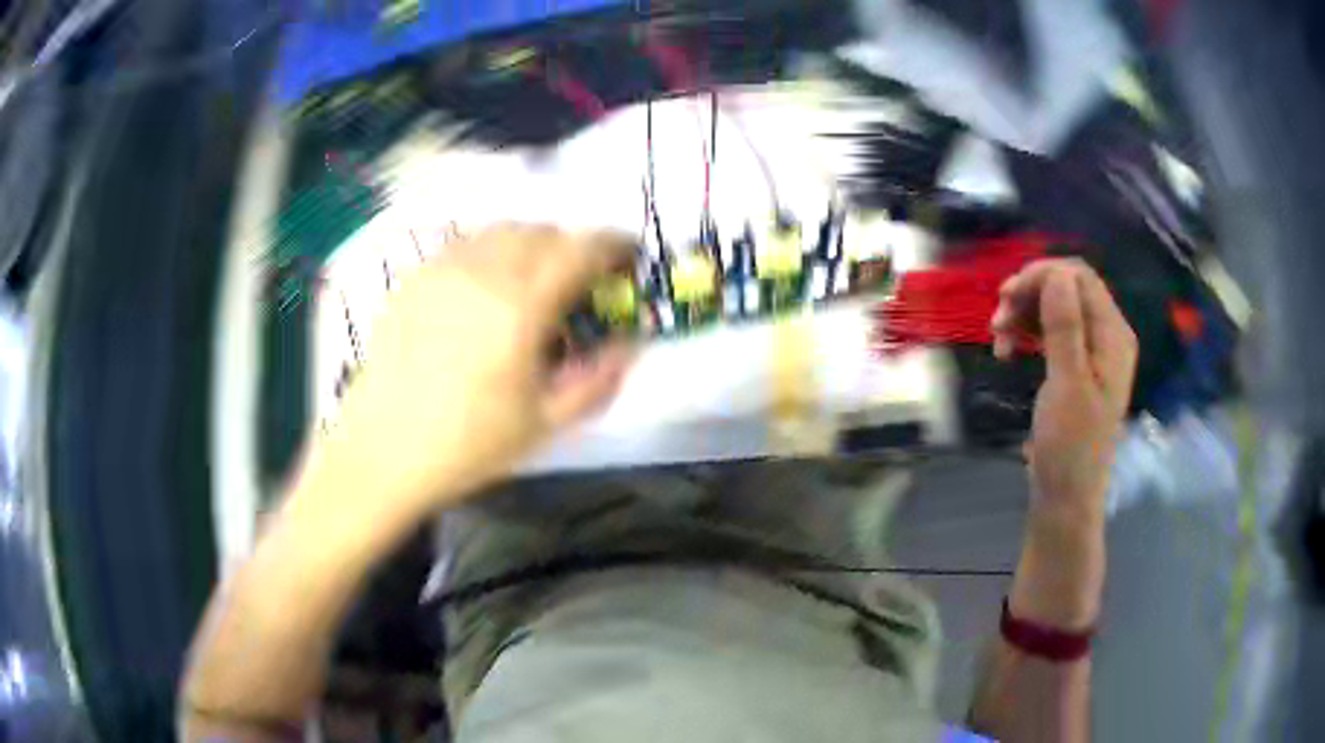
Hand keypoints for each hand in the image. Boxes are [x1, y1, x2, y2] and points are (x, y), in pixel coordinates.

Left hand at [310, 225, 635, 523]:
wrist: (380, 452)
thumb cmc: (466, 447)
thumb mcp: (545, 424)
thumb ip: (598, 380)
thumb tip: (630, 345)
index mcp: (520, 307)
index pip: (581, 249)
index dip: (614, 245)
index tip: (628, 260)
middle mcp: (481, 272)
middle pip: (543, 231)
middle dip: (574, 248)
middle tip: (582, 283)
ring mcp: (442, 269)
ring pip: (503, 230)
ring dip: (533, 245)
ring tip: (535, 282)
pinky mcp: (414, 277)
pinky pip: (466, 244)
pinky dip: (493, 253)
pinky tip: (488, 291)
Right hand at [992, 259, 1136, 627]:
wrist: (1066, 498)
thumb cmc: (1070, 447)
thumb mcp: (1067, 385)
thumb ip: (1065, 326)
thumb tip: (1055, 273)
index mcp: (1112, 335)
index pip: (1079, 277)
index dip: (1042, 275)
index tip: (1006, 297)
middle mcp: (1106, 336)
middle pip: (1067, 288)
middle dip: (1029, 295)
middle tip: (996, 320)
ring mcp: (1092, 353)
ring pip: (1055, 309)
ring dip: (1024, 314)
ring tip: (997, 339)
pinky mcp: (1076, 368)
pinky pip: (1052, 333)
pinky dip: (1028, 334)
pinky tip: (1009, 350)